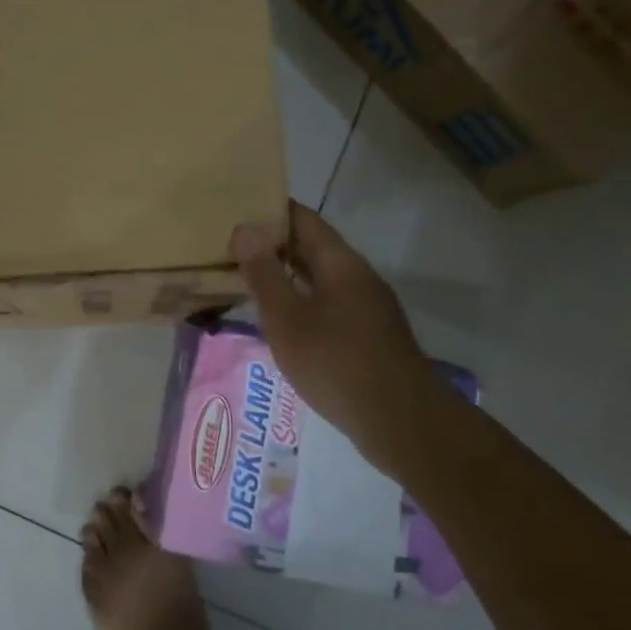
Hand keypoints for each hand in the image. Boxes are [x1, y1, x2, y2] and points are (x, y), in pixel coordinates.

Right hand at [231, 201, 442, 470]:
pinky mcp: (369, 335)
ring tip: (247, 279)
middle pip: (313, 247)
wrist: (400, 421)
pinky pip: (328, 303)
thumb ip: (264, 274)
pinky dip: (301, 301)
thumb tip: (245, 229)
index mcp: (340, 263)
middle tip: (230, 245)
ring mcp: (368, 307)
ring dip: (286, 275)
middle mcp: (358, 276)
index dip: (271, 210)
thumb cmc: (336, 362)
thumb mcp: (287, 318)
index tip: (237, 208)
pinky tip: (281, 320)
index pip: (303, 219)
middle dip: (274, 244)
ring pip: (320, 278)